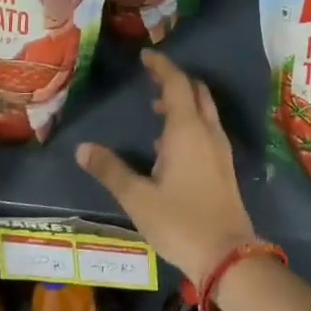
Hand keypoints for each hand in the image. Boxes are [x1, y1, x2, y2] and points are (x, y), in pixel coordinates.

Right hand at [75, 50, 254, 282]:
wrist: (228, 254)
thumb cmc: (180, 222)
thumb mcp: (138, 198)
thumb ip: (111, 170)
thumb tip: (83, 149)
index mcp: (187, 130)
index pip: (177, 84)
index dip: (162, 67)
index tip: (146, 57)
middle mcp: (208, 132)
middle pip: (196, 92)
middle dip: (175, 81)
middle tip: (151, 80)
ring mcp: (220, 149)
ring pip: (205, 112)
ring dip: (183, 103)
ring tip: (155, 111)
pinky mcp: (224, 167)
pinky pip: (208, 130)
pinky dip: (191, 123)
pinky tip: (170, 145)